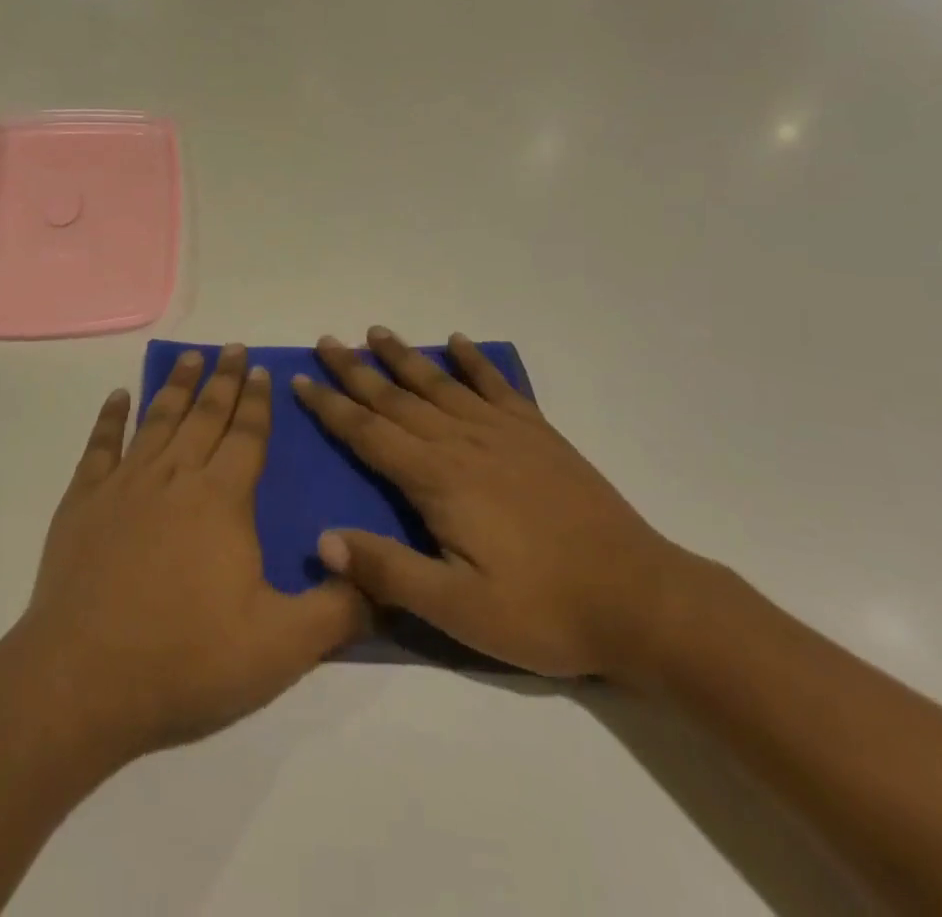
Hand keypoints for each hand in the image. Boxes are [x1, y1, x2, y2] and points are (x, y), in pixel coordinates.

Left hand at [18, 346, 367, 764]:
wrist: (85, 679)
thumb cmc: (187, 659)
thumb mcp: (281, 647)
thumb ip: (337, 610)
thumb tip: (380, 579)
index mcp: (222, 500)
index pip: (247, 436)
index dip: (257, 401)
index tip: (261, 368)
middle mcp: (175, 477)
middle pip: (205, 415)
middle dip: (222, 379)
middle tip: (231, 347)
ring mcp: (125, 484)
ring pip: (158, 420)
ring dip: (176, 386)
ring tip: (189, 357)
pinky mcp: (83, 500)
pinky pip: (100, 445)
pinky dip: (111, 417)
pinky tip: (119, 396)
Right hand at [294, 327, 689, 679]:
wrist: (641, 600)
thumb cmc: (543, 609)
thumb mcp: (459, 609)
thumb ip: (389, 571)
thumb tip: (323, 540)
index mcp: (437, 479)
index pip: (367, 433)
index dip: (330, 406)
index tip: (300, 378)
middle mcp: (462, 442)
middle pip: (396, 398)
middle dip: (355, 370)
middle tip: (326, 341)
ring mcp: (503, 433)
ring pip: (439, 384)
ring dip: (404, 357)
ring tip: (376, 332)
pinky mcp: (538, 434)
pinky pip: (498, 386)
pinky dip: (475, 361)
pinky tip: (459, 342)